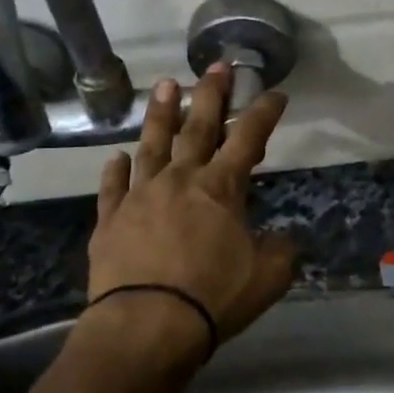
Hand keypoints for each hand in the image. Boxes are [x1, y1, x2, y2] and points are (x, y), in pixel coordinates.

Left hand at [84, 64, 298, 352]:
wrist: (145, 326)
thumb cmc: (213, 297)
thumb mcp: (268, 276)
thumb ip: (281, 250)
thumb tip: (282, 239)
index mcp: (221, 188)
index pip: (248, 138)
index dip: (264, 112)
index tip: (275, 93)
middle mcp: (181, 180)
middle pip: (198, 128)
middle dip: (210, 94)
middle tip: (215, 65)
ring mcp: (141, 197)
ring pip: (152, 145)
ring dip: (161, 114)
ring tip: (165, 85)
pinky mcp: (111, 220)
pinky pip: (113, 188)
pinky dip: (116, 171)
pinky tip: (117, 157)